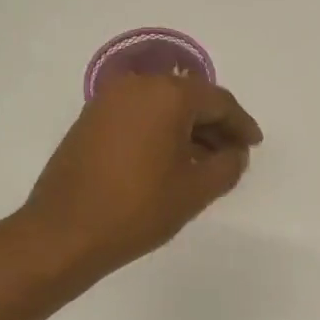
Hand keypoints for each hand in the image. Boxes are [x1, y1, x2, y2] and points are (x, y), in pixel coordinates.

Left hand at [22, 74, 263, 276]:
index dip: (241, 124)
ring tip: (204, 163)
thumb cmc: (138, 209)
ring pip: (162, 107)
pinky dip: (160, 132)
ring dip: (187, 129)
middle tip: (232, 155)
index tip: (254, 145)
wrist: (64, 232)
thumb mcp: (196, 190)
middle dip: (215, 125)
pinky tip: (170, 162)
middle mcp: (136, 86)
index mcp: (166, 95)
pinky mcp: (90, 121)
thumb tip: (234, 152)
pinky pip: (138, 117)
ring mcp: (107, 102)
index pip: (218, 101)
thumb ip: (228, 165)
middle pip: (189, 98)